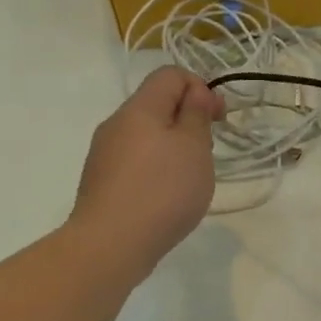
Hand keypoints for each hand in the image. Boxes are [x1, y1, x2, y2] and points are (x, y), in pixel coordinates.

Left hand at [72, 67, 223, 276]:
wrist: (110, 245)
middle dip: (188, 120)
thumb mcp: (193, 147)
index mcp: (139, 109)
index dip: (200, 88)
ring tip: (189, 178)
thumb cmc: (162, 191)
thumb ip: (196, 114)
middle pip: (156, 105)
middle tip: (208, 150)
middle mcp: (116, 124)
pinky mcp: (102, 182)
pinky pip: (135, 162)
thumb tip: (194, 92)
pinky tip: (166, 198)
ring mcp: (104, 154)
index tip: (218, 119)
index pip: (170, 75)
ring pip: (146, 135)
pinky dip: (156, 169)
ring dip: (173, 147)